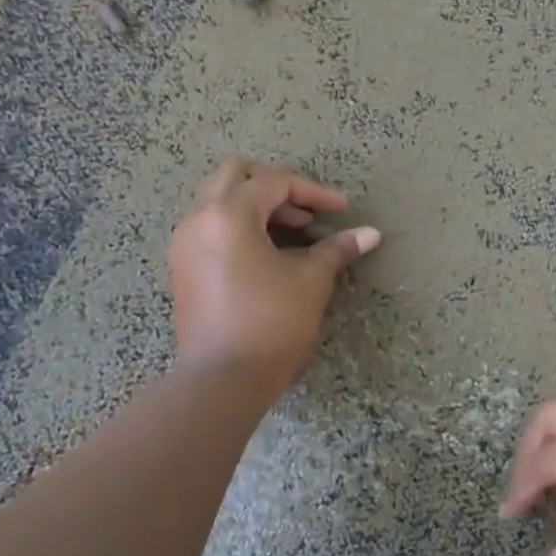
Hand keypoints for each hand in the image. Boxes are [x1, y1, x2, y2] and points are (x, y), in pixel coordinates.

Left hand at [169, 158, 380, 389]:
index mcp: (227, 214)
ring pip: (220, 201)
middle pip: (235, 176)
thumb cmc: (271, 322)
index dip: (313, 192)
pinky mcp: (185, 268)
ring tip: (296, 234)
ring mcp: (185, 244)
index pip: (273, 183)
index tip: (342, 211)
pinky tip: (271, 254)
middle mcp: (198, 220)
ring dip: (258, 206)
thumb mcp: (311, 281)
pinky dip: (242, 226)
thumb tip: (371, 234)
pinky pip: (212, 227)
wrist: (222, 380)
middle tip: (308, 212)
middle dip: (277, 187)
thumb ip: (338, 249)